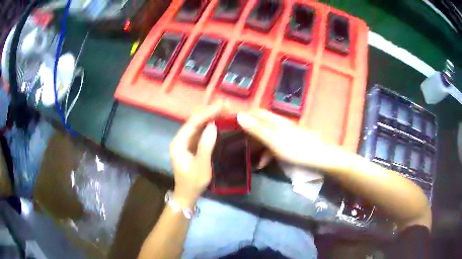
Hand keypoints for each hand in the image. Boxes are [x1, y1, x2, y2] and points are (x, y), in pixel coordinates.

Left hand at [170, 104, 221, 206]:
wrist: (187, 195)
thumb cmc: (193, 182)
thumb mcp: (201, 166)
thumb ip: (206, 146)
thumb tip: (213, 126)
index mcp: (178, 143)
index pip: (192, 123)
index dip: (206, 113)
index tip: (220, 106)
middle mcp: (180, 139)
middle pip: (194, 122)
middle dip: (209, 113)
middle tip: (225, 106)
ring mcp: (186, 143)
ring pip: (198, 126)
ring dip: (210, 118)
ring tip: (224, 111)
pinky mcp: (192, 147)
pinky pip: (200, 133)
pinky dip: (210, 127)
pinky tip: (219, 123)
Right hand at [237, 110, 346, 171]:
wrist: (321, 159)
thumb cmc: (298, 149)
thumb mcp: (275, 141)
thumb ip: (257, 129)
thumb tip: (239, 115)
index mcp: (276, 121)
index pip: (257, 113)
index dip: (244, 115)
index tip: (230, 123)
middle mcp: (280, 125)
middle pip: (260, 124)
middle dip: (247, 132)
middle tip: (234, 142)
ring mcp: (286, 136)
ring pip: (266, 137)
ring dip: (255, 146)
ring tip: (245, 156)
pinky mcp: (290, 145)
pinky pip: (273, 147)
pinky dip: (266, 154)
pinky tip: (262, 164)